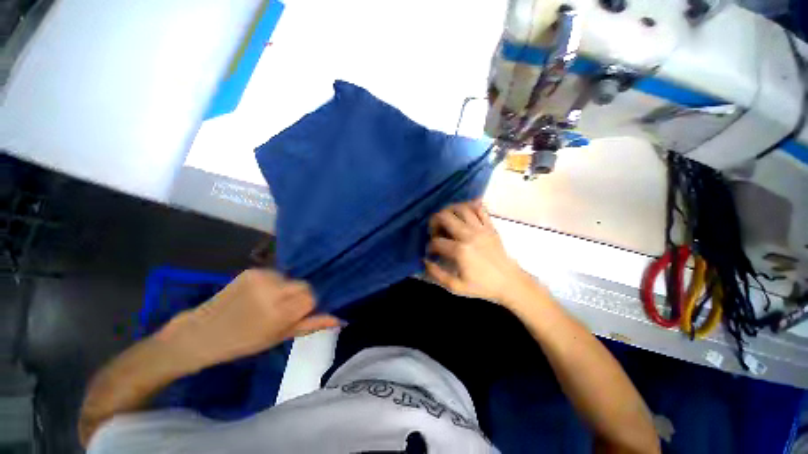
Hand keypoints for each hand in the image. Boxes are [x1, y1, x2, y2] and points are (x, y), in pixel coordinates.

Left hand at [159, 269, 339, 371]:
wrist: (201, 333)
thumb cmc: (243, 342)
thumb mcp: (279, 337)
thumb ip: (311, 324)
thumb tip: (339, 319)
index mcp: (279, 313)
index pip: (311, 297)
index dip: (308, 304)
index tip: (298, 312)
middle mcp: (272, 291)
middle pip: (303, 285)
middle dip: (299, 296)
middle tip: (284, 309)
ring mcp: (260, 278)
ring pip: (291, 279)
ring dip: (286, 289)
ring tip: (269, 302)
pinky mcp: (252, 270)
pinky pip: (276, 274)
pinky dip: (274, 283)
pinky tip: (260, 294)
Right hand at [425, 200, 529, 303]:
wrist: (510, 282)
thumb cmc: (483, 286)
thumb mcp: (456, 287)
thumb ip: (437, 274)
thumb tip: (425, 261)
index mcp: (460, 251)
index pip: (436, 241)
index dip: (429, 246)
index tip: (431, 253)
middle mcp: (469, 235)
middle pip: (445, 217)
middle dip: (434, 221)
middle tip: (434, 230)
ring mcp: (481, 228)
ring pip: (461, 208)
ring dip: (449, 210)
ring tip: (446, 219)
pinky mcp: (490, 226)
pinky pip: (480, 208)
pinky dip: (470, 205)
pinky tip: (464, 211)